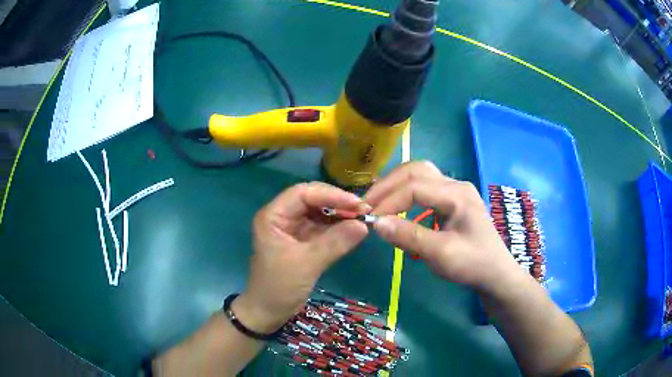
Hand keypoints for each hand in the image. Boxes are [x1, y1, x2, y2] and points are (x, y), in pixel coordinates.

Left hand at [234, 182, 369, 332]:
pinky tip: (353, 229)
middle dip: (337, 203)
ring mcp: (293, 228)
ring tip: (363, 218)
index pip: (303, 193)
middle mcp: (282, 216)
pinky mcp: (302, 241)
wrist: (268, 312)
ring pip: (319, 212)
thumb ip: (335, 242)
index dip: (331, 194)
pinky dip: (338, 228)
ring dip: (340, 214)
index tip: (357, 204)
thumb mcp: (307, 264)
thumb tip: (364, 225)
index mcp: (273, 216)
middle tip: (364, 211)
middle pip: (312, 199)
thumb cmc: (279, 287)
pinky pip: (322, 228)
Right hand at [365, 161, 525, 294]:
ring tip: (378, 203)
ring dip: (396, 186)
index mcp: (457, 194)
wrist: (496, 274)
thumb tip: (376, 223)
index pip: (414, 186)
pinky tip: (398, 209)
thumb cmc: (472, 264)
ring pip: (420, 176)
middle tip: (368, 203)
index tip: (369, 218)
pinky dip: (406, 194)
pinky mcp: (452, 201)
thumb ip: (409, 236)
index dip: (388, 200)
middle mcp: (456, 185)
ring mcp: (455, 191)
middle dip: (388, 185)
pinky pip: (425, 188)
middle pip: (416, 171)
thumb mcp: (440, 254)